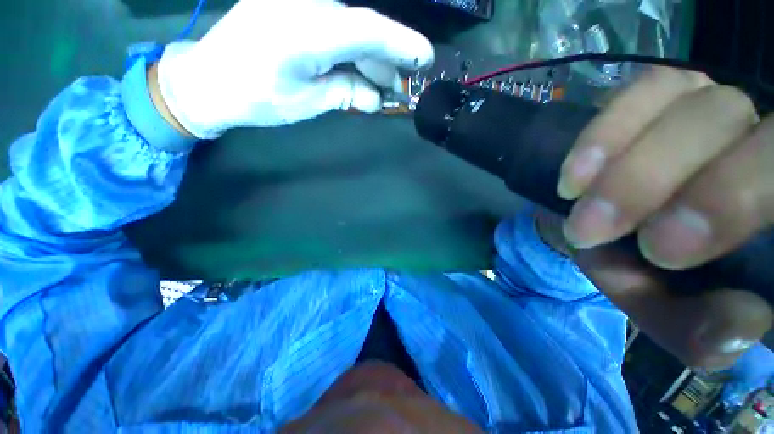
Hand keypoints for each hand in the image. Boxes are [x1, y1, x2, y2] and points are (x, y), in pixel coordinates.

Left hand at [155, 0, 433, 138]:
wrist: (208, 80)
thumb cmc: (255, 98)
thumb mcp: (307, 103)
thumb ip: (346, 94)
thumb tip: (377, 99)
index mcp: (303, 31)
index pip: (366, 29)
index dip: (401, 43)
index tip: (426, 57)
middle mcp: (302, 5)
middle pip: (361, 27)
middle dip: (385, 59)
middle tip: (398, 87)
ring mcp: (296, 2)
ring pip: (349, 27)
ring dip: (369, 57)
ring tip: (381, 85)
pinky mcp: (292, 7)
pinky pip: (333, 26)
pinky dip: (351, 50)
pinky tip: (359, 71)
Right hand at [547, 67, 772, 368]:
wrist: (608, 227)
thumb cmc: (652, 272)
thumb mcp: (675, 311)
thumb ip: (704, 329)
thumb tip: (743, 320)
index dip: (731, 198)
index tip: (658, 250)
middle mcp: (758, 134)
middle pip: (731, 122)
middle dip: (659, 181)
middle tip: (599, 230)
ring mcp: (712, 102)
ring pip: (689, 100)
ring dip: (627, 165)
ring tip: (580, 209)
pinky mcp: (665, 93)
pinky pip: (641, 89)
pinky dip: (604, 133)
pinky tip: (574, 176)